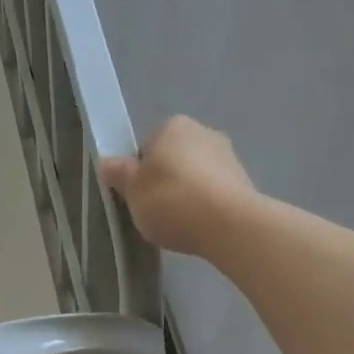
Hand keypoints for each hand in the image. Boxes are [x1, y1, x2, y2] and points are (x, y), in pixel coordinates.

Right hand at [98, 116, 257, 257]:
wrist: (228, 225)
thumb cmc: (171, 200)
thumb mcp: (132, 190)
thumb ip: (118, 174)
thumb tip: (107, 162)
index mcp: (174, 126)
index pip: (147, 147)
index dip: (139, 173)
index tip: (137, 196)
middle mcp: (205, 132)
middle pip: (174, 161)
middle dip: (165, 183)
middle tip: (155, 212)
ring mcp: (229, 157)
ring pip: (196, 177)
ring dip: (188, 196)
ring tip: (179, 225)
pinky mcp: (245, 184)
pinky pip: (215, 195)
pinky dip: (206, 208)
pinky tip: (200, 228)